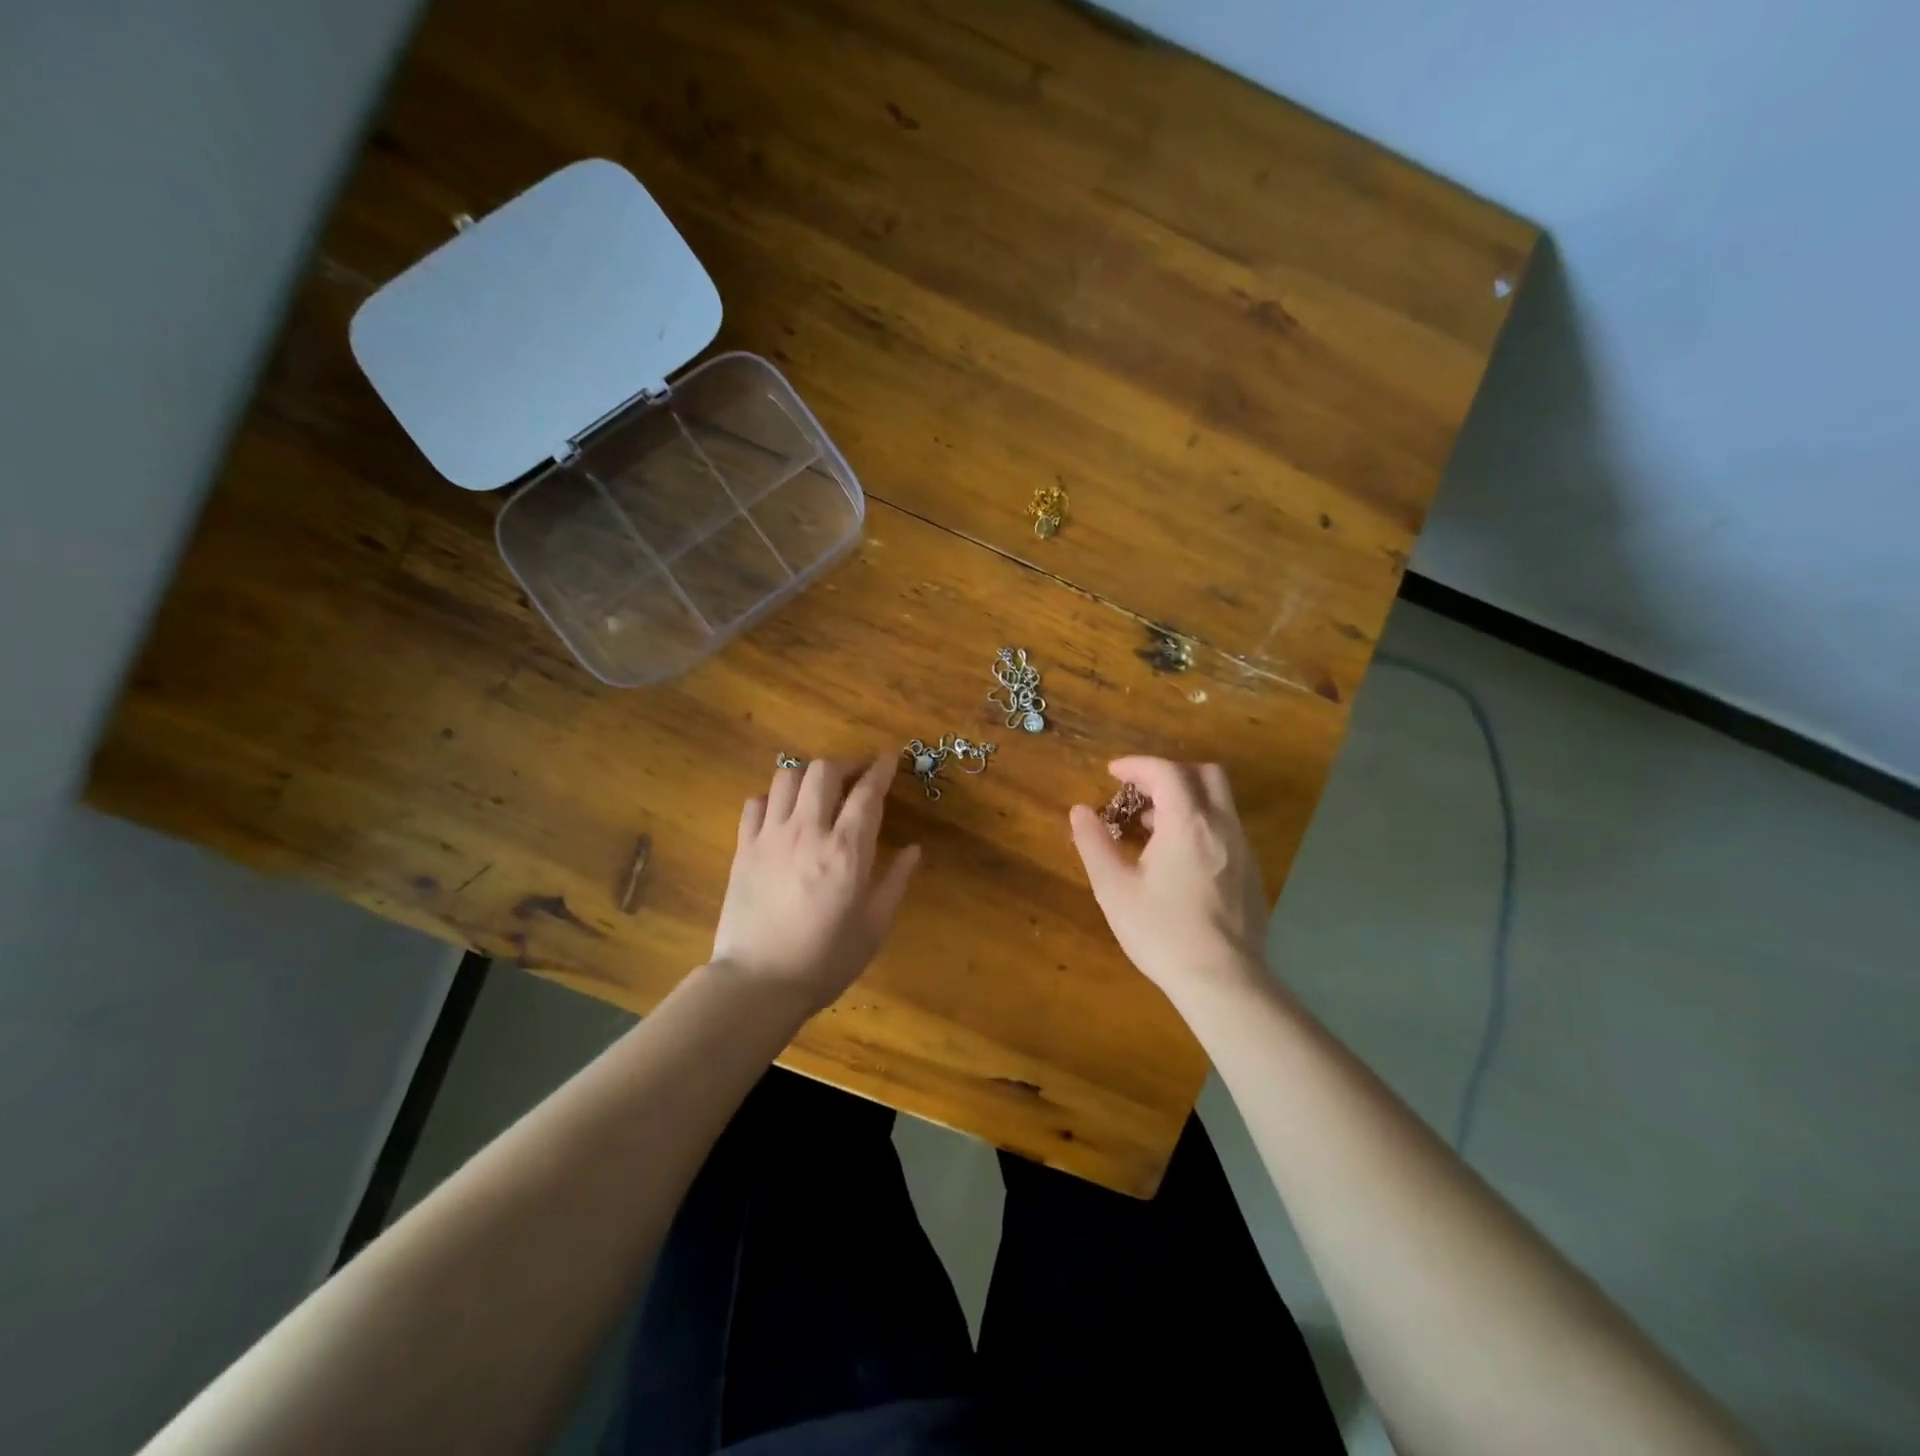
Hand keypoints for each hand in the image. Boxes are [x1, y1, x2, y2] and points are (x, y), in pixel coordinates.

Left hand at [711, 757, 921, 1011]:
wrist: (759, 983)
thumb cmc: (826, 959)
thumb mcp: (874, 926)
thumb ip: (896, 881)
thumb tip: (913, 849)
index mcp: (847, 850)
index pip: (868, 793)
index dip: (881, 769)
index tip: (890, 758)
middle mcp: (808, 831)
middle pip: (823, 770)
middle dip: (845, 764)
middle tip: (856, 777)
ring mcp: (771, 837)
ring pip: (786, 777)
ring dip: (807, 776)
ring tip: (818, 791)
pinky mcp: (744, 849)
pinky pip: (755, 803)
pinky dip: (772, 799)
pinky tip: (782, 815)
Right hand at [1069, 757, 1267, 1001]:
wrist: (1223, 981)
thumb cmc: (1162, 932)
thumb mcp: (1114, 889)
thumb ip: (1094, 843)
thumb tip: (1080, 811)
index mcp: (1187, 823)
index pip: (1166, 771)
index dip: (1137, 765)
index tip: (1113, 774)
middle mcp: (1222, 826)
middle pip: (1205, 774)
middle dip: (1170, 773)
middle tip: (1140, 792)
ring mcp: (1243, 849)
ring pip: (1220, 802)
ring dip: (1186, 799)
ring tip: (1153, 828)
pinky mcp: (1252, 873)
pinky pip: (1227, 829)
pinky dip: (1202, 823)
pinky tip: (1180, 859)